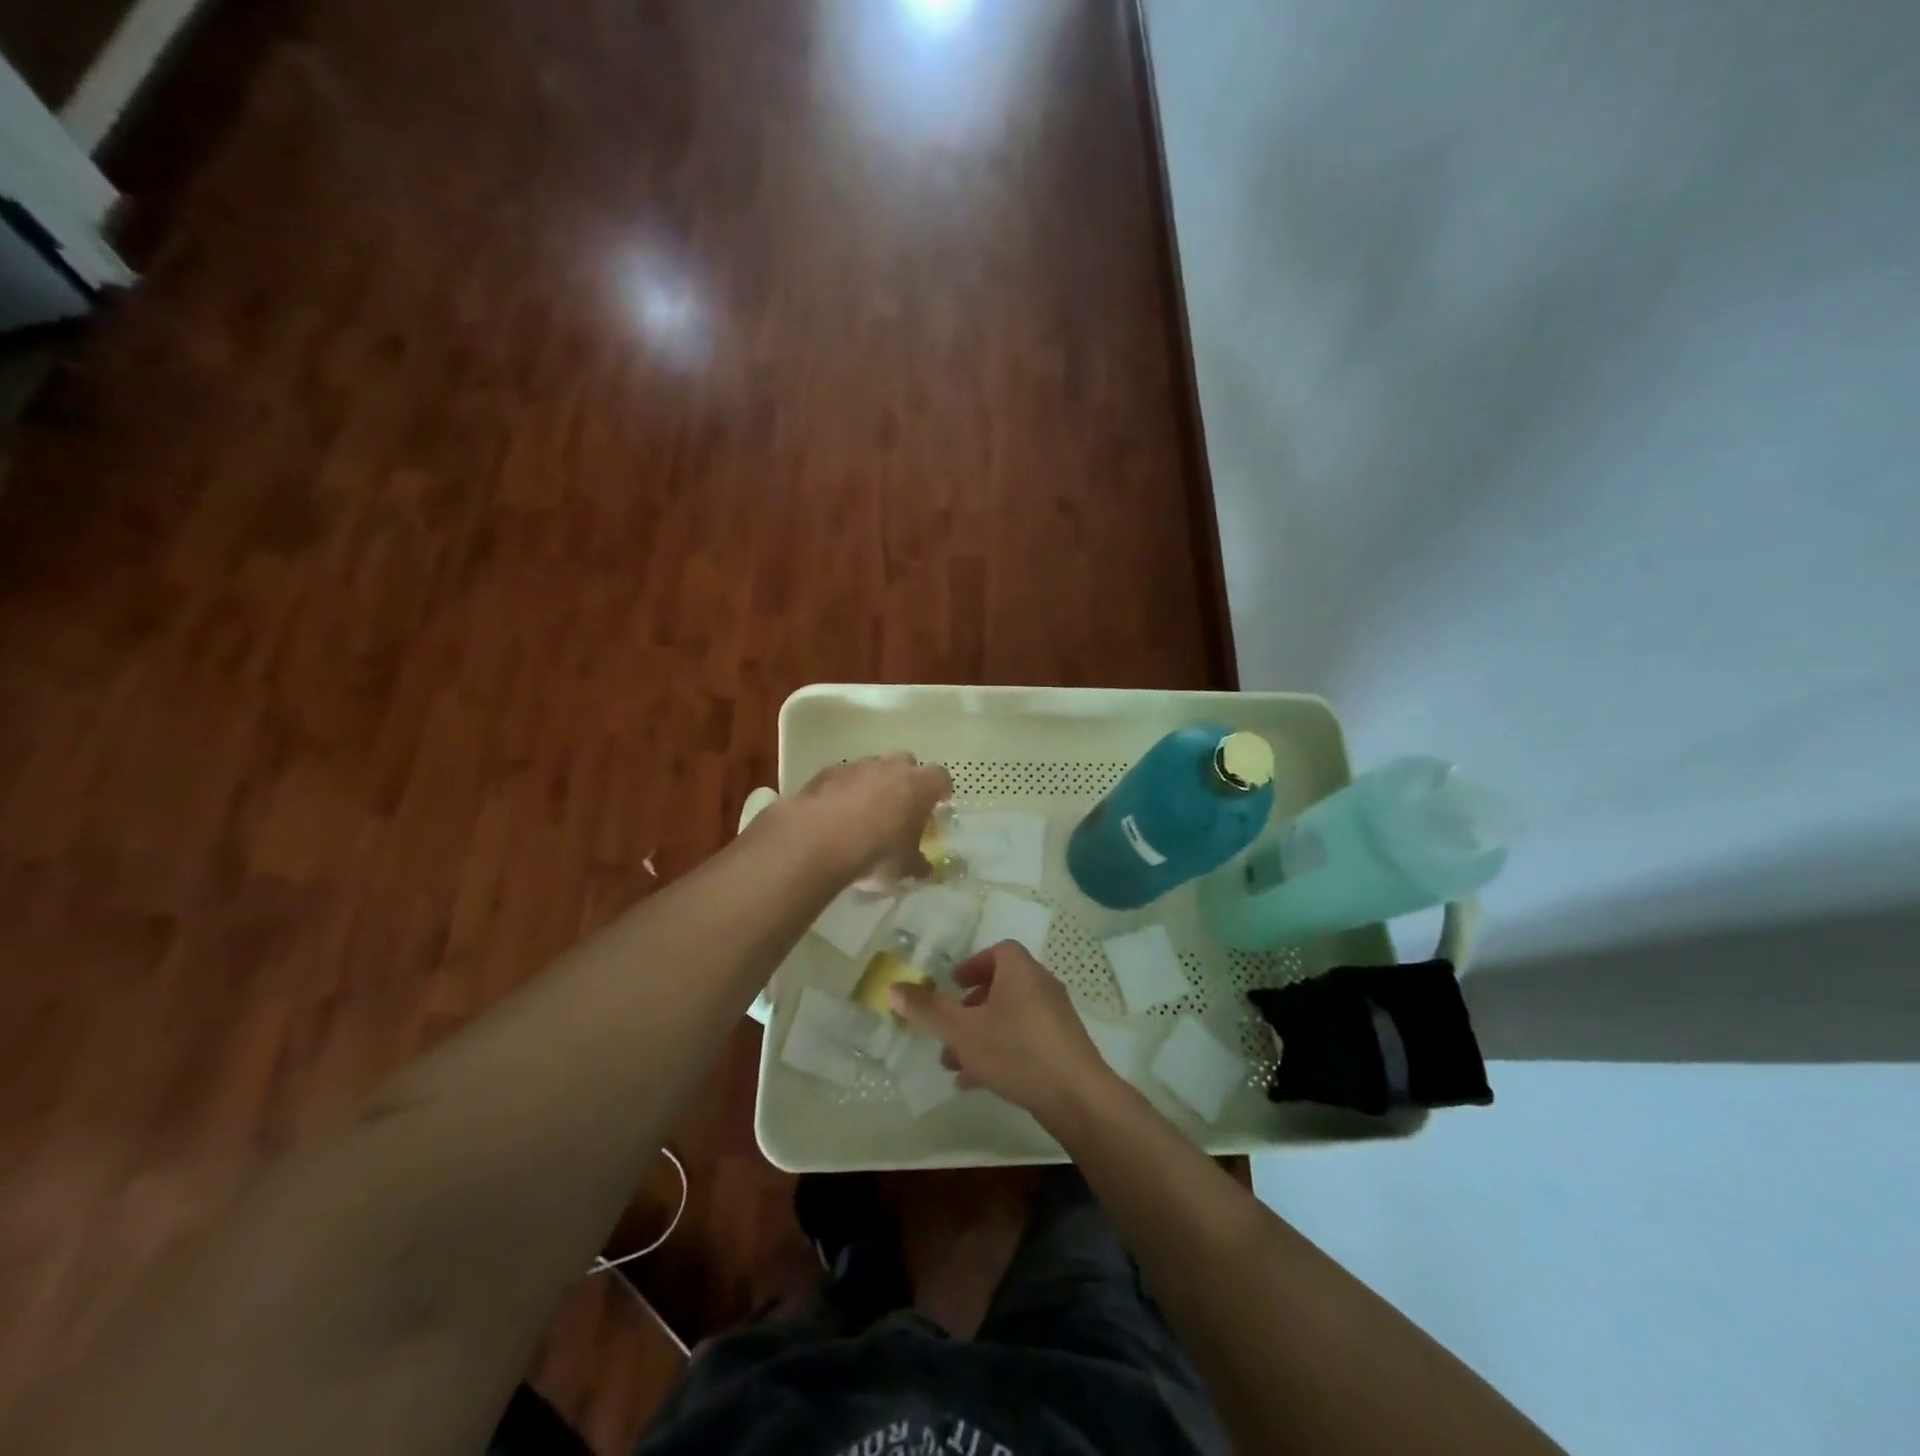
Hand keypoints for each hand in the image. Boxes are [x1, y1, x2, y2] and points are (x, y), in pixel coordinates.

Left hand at [781, 752, 951, 884]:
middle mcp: (891, 767)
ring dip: (872, 783)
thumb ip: (918, 864)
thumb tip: (925, 868)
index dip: (939, 790)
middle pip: (905, 762)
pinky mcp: (826, 773)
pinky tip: (836, 813)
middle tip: (901, 805)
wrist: (819, 840)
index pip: (940, 777)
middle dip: (905, 779)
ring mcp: (857, 766)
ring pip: (872, 767)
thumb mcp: (904, 868)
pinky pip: (842, 777)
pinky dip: (844, 790)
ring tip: (864, 812)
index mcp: (919, 786)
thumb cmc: (877, 852)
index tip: (937, 803)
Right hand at [890, 942, 1116, 1124]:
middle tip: (947, 1028)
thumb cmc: (1016, 1050)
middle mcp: (1041, 986)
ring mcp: (1054, 1019)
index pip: (998, 951)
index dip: (973, 964)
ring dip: (979, 1035)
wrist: (1076, 1096)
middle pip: (1001, 987)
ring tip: (952, 1063)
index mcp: (1021, 971)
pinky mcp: (1062, 1048)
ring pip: (1009, 1018)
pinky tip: (975, 1082)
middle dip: (969, 1008)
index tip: (953, 984)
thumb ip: (928, 1010)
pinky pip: (1024, 1041)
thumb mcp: (962, 1031)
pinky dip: (999, 1053)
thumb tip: (893, 987)